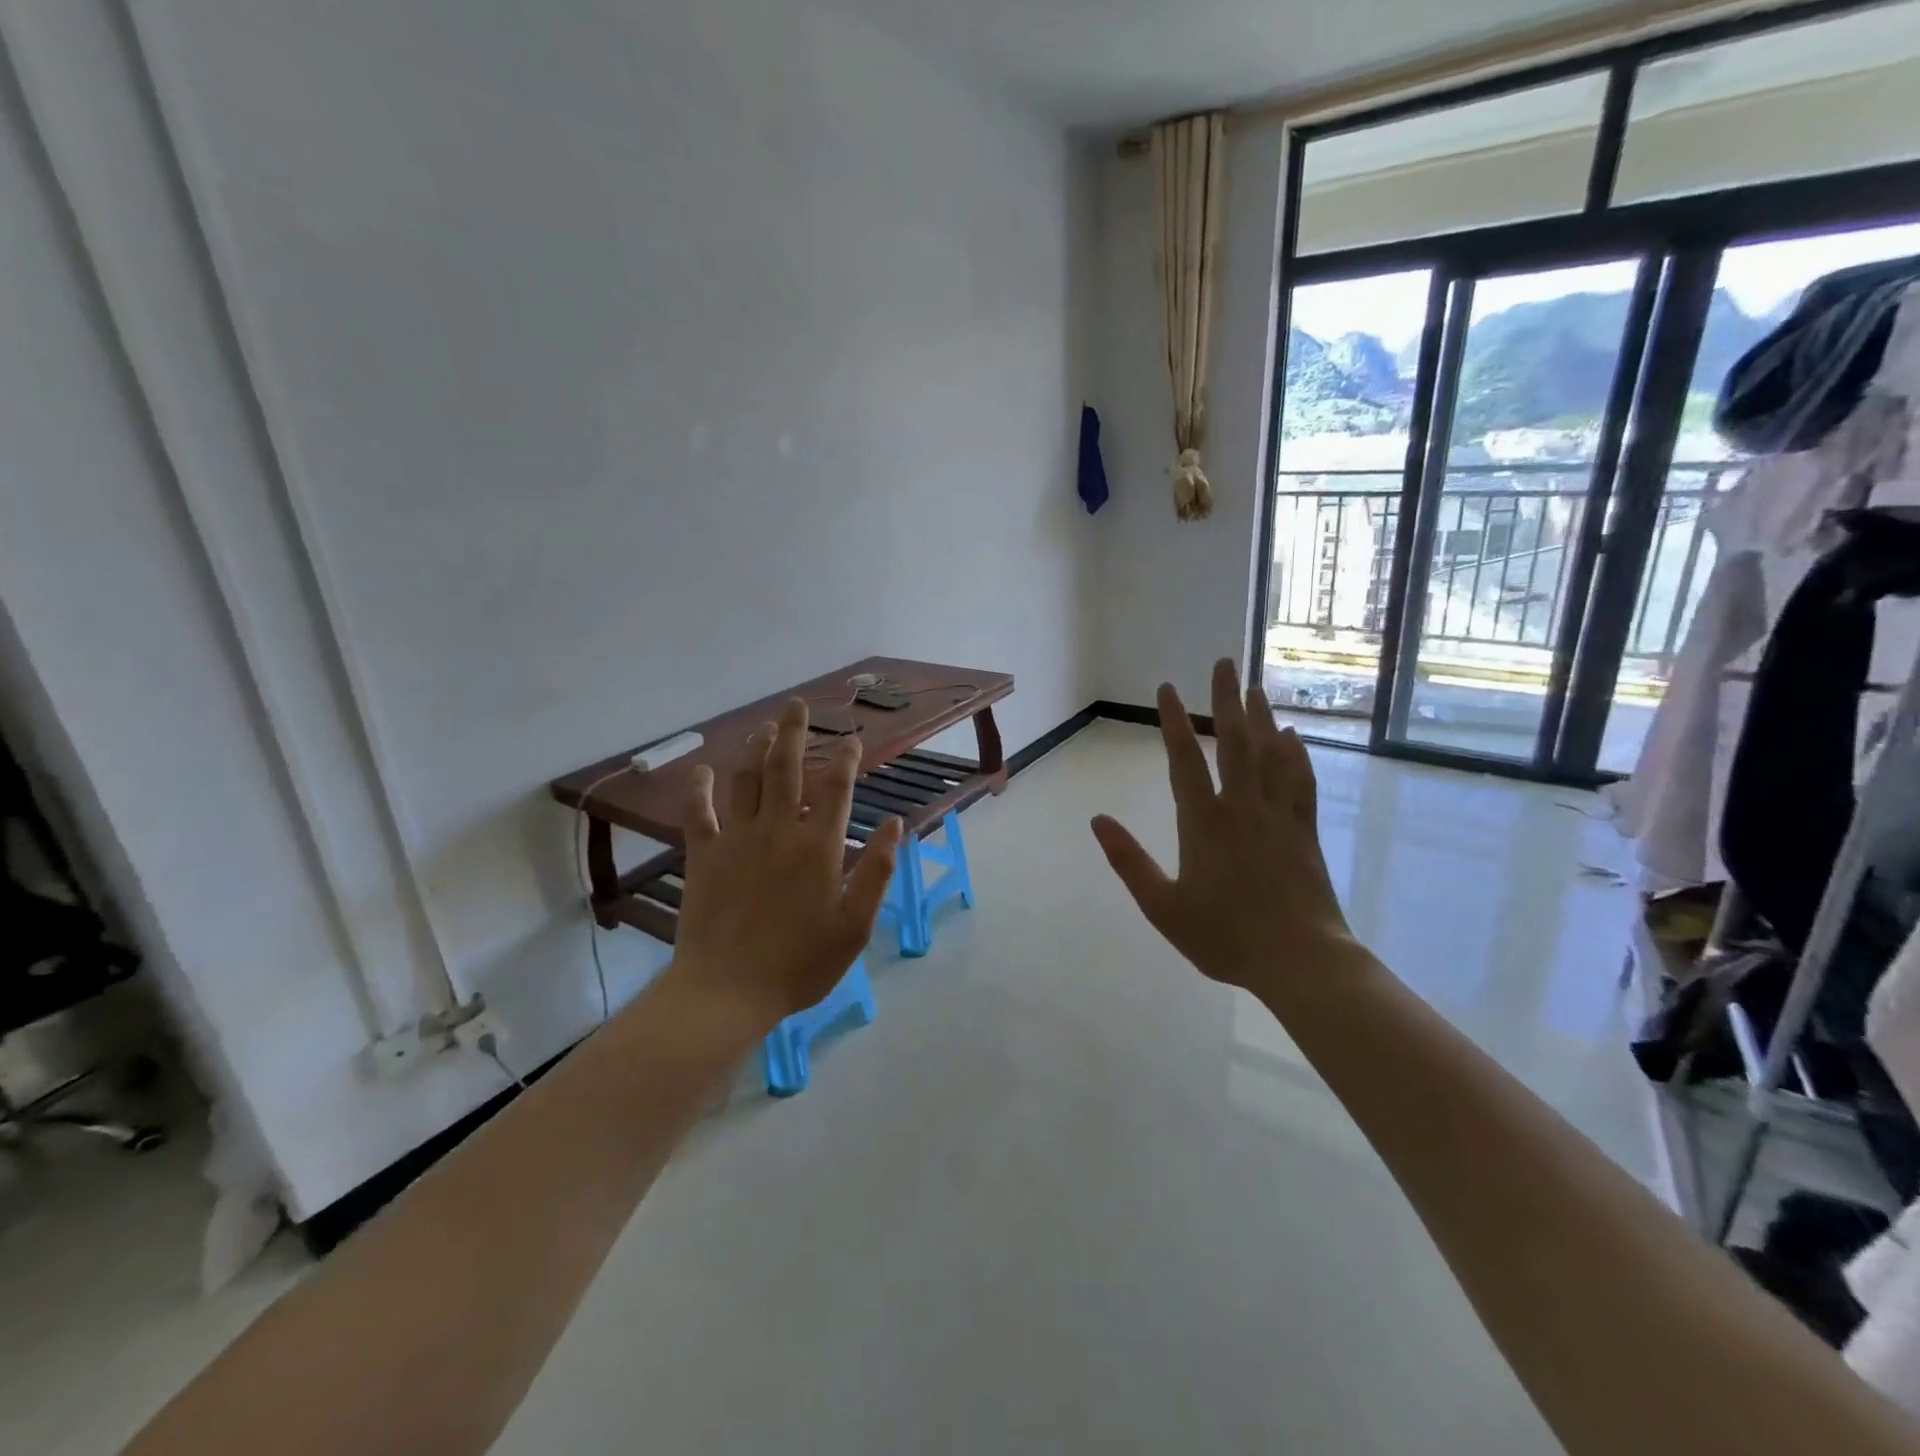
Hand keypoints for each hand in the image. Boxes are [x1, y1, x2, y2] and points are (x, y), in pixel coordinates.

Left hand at [669, 699, 902, 1032]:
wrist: (727, 991)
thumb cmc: (800, 963)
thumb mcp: (855, 925)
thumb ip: (878, 871)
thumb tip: (897, 824)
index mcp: (819, 846)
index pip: (836, 788)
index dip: (846, 759)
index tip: (853, 739)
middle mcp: (778, 830)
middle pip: (786, 768)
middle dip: (794, 732)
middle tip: (797, 705)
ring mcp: (737, 839)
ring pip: (747, 779)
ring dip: (757, 749)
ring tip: (766, 728)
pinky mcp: (704, 855)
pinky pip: (699, 812)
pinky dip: (699, 788)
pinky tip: (702, 771)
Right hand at [1090, 659, 1357, 993]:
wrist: (1300, 960)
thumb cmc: (1225, 936)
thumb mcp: (1163, 906)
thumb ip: (1129, 861)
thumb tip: (1097, 820)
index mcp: (1204, 822)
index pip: (1185, 759)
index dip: (1174, 721)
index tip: (1168, 689)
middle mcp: (1242, 807)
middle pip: (1234, 741)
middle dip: (1226, 699)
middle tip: (1224, 662)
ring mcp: (1278, 815)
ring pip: (1270, 754)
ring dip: (1261, 717)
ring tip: (1254, 687)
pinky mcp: (1304, 830)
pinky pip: (1299, 780)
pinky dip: (1294, 754)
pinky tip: (1292, 737)